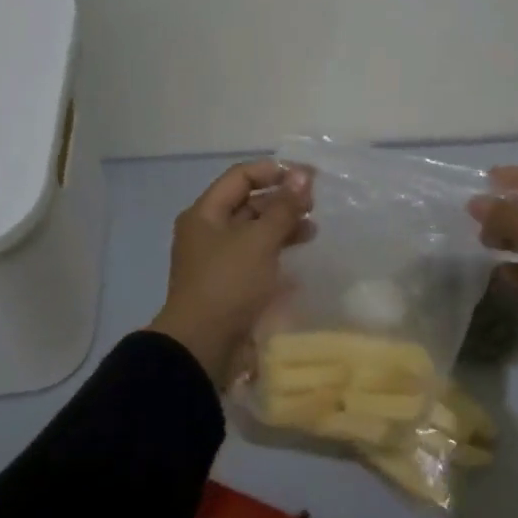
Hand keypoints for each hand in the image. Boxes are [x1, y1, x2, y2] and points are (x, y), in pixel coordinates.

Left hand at [150, 160, 313, 386]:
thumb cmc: (229, 284)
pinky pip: (256, 258)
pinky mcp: (230, 284)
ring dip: (282, 227)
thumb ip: (284, 207)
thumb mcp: (260, 241)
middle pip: (248, 204)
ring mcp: (218, 260)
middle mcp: (208, 232)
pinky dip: (277, 252)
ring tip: (313, 232)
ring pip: (254, 232)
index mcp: (205, 214)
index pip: (241, 177)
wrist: (203, 346)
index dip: (275, 171)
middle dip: (282, 201)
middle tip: (314, 206)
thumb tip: (302, 175)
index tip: (308, 177)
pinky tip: (299, 258)